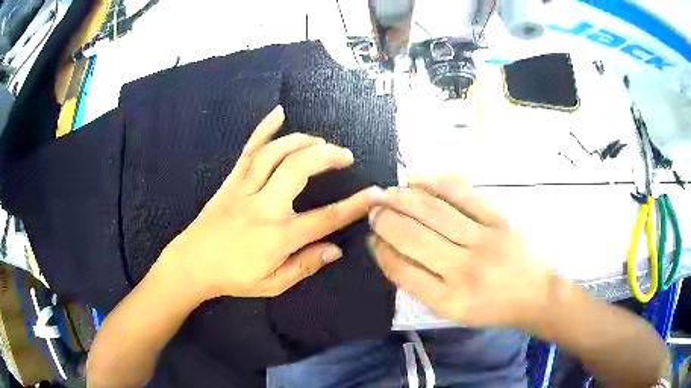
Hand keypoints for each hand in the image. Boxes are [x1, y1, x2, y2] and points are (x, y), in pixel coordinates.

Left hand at [161, 105, 379, 300]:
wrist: (192, 263)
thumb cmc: (232, 277)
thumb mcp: (273, 284)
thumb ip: (305, 266)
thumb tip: (336, 250)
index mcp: (278, 236)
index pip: (325, 218)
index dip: (353, 206)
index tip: (375, 194)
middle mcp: (264, 206)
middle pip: (300, 169)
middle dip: (328, 156)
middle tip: (345, 156)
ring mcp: (245, 188)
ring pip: (276, 153)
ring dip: (303, 141)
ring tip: (321, 142)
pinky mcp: (231, 180)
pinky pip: (249, 150)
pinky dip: (264, 128)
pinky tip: (278, 113)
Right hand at [368, 175, 556, 329]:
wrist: (533, 294)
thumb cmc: (491, 307)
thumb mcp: (452, 311)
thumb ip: (420, 285)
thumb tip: (389, 251)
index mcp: (449, 300)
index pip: (402, 269)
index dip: (380, 250)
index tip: (370, 237)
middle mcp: (464, 270)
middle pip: (413, 236)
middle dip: (384, 219)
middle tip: (371, 208)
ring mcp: (484, 240)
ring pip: (433, 211)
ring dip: (402, 198)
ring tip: (385, 192)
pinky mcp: (498, 219)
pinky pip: (460, 194)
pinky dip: (433, 182)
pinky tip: (415, 178)